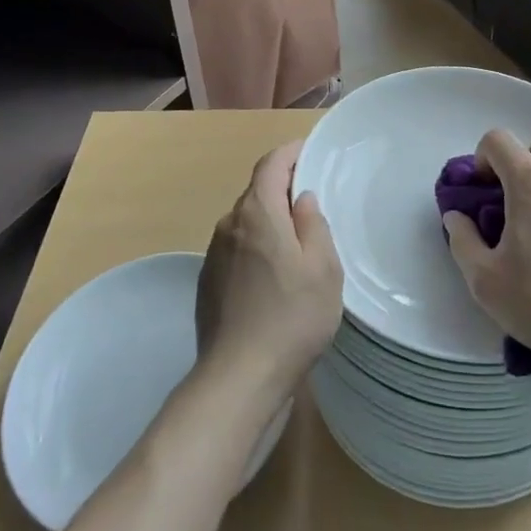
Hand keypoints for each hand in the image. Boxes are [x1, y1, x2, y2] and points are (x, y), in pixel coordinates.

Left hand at [195, 141, 343, 407]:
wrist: (238, 379)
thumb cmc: (291, 317)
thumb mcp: (323, 268)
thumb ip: (314, 224)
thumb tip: (301, 199)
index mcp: (257, 213)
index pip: (270, 164)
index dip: (290, 153)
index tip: (309, 151)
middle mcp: (229, 225)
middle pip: (256, 192)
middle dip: (282, 188)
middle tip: (312, 201)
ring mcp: (214, 255)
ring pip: (246, 223)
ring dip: (269, 222)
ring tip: (297, 243)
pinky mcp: (207, 283)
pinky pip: (236, 250)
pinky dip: (256, 249)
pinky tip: (274, 278)